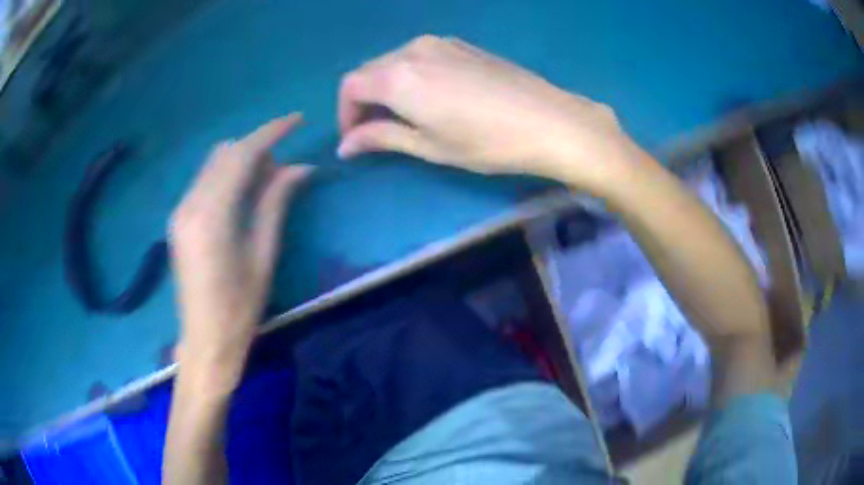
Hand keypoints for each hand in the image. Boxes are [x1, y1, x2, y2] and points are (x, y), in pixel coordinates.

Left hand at [169, 113, 310, 395]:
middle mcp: (189, 204)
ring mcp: (180, 211)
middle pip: (224, 154)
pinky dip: (227, 176)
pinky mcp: (179, 220)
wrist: (204, 341)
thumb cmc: (239, 307)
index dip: (270, 133)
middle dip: (256, 147)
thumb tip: (300, 168)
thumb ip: (276, 203)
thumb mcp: (263, 255)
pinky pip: (205, 182)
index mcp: (210, 215)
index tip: (296, 120)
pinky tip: (245, 193)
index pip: (240, 155)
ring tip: (269, 179)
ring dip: (242, 161)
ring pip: (213, 165)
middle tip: (284, 165)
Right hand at [337, 35, 640, 191]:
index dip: (345, 113)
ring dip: (387, 88)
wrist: (549, 120)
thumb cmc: (486, 141)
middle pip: (371, 70)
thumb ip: (381, 137)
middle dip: (364, 101)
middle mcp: (413, 49)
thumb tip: (346, 145)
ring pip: (395, 62)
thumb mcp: (429, 146)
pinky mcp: (462, 45)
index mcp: (398, 75)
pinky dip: (411, 76)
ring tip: (403, 117)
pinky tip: (429, 97)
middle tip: (375, 132)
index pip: (351, 86)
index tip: (355, 139)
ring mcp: (441, 43)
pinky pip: (420, 57)